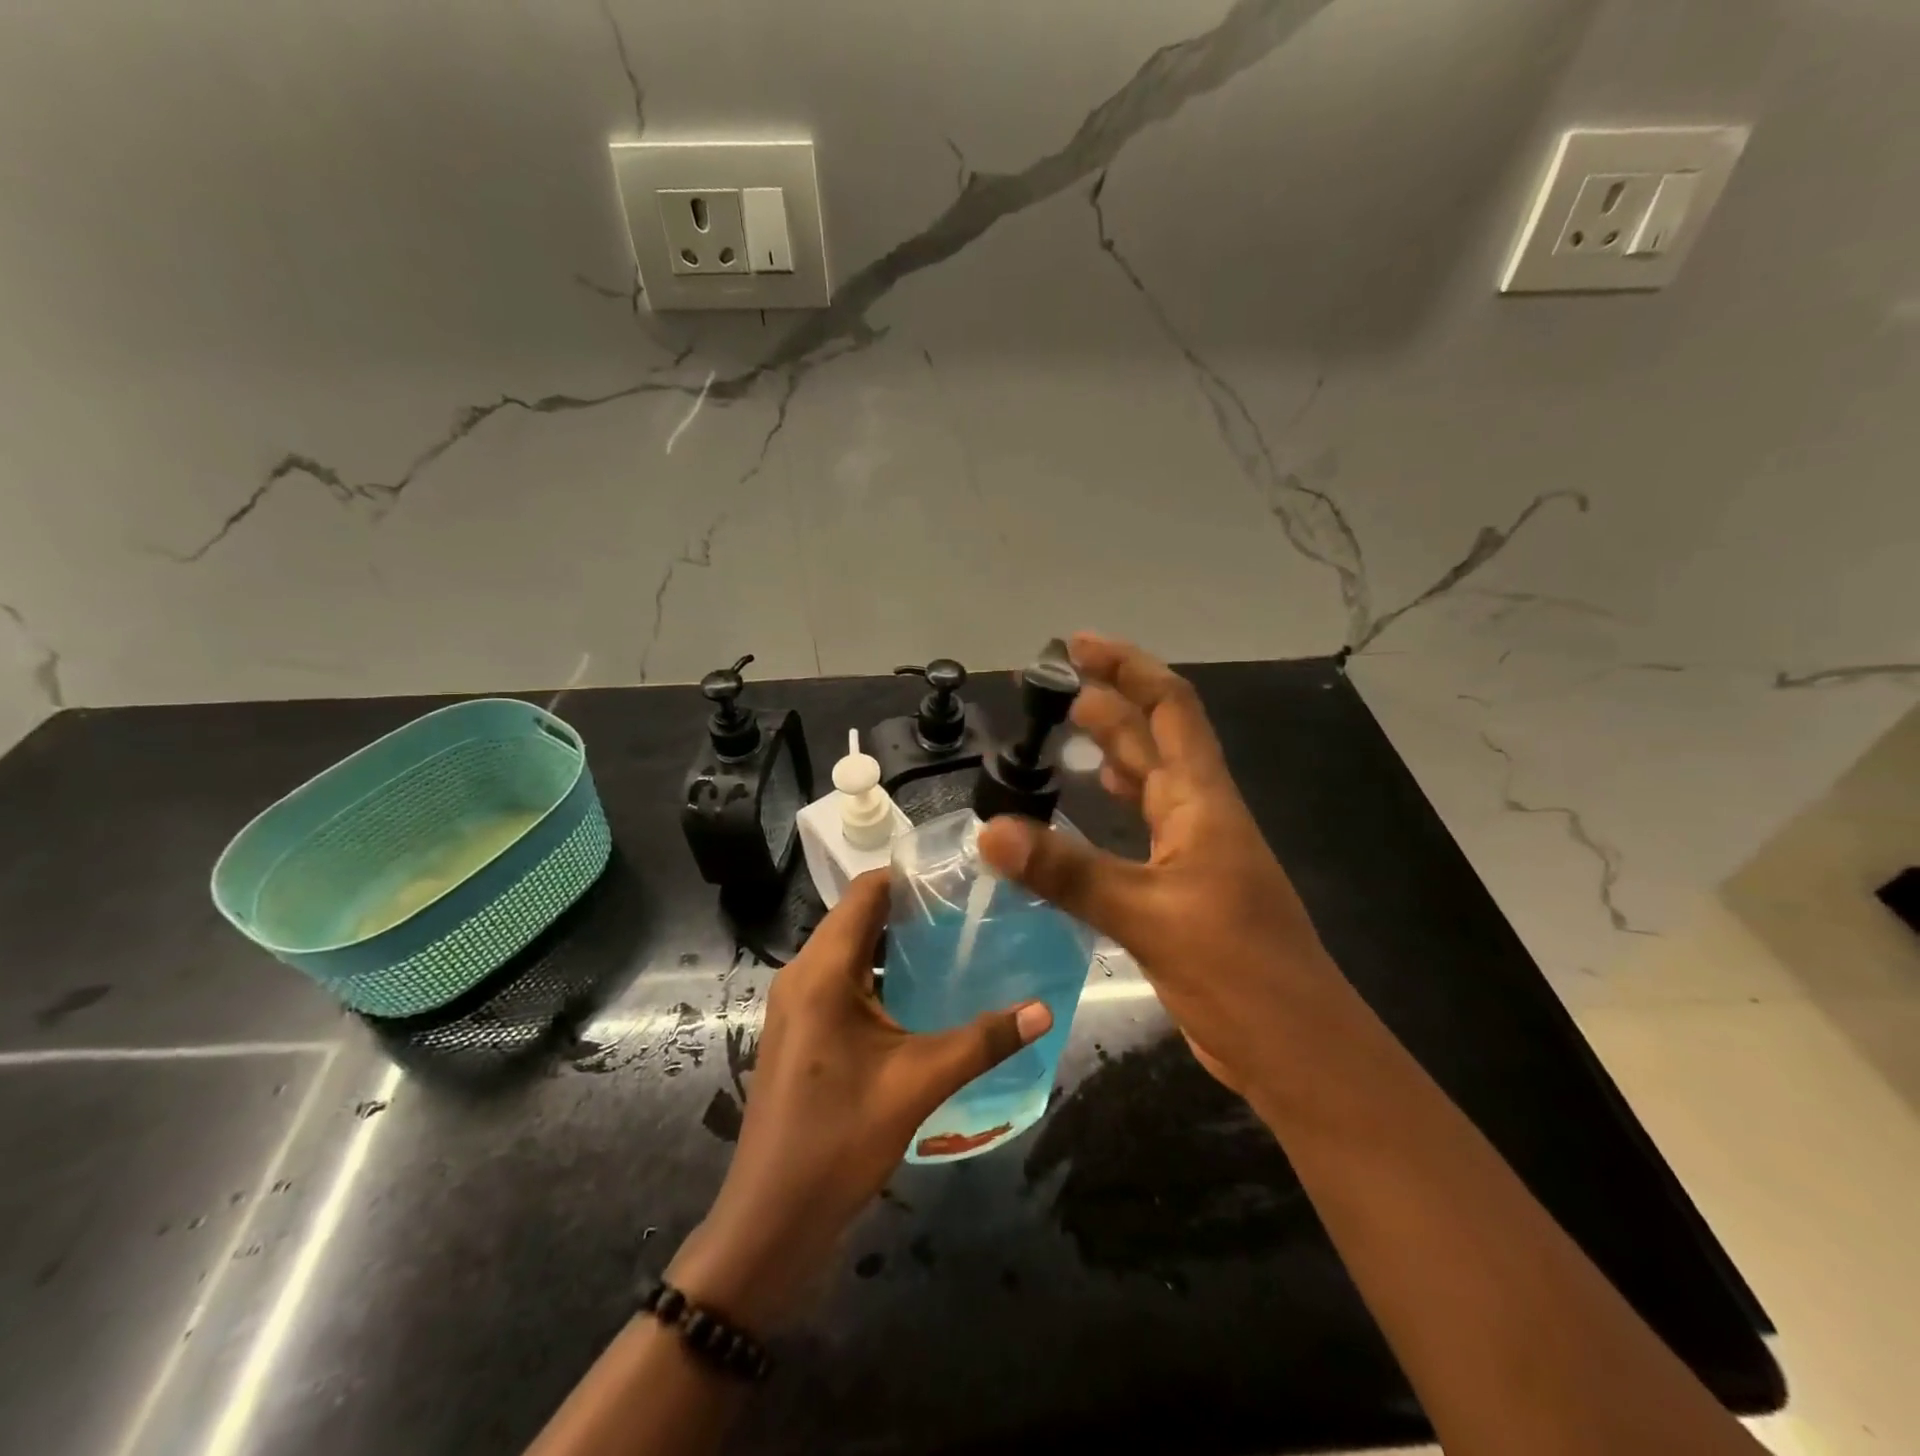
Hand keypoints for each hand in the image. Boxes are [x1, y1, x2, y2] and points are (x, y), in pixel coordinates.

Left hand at [668, 872, 1050, 1328]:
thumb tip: (1044, 1009)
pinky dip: (879, 972)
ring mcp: (797, 1002)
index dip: (910, 874)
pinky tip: (922, 991)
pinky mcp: (800, 1028)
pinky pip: (842, 978)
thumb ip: (983, 1040)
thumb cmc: (839, 1140)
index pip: (865, 892)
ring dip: (895, 941)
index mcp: (822, 970)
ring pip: (850, 949)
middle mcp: (802, 973)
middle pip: (858, 916)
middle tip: (970, 907)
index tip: (961, 873)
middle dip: (910, 906)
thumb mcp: (919, 1083)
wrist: (771, 1221)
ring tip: (955, 940)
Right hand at [978, 633, 1337, 1095]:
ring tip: (1061, 735)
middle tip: (1049, 691)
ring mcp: (1192, 853)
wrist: (1296, 1049)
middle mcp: (1199, 814)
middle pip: (1153, 739)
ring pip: (1147, 783)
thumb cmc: (1238, 970)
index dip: (1128, 667)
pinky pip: (1140, 828)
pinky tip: (1085, 809)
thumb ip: (1068, 872)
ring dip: (1110, 751)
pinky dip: (1112, 808)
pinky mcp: (1180, 889)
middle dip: (1107, 704)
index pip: (1169, 708)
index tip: (1077, 646)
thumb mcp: (1148, 915)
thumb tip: (990, 832)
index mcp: (1202, 801)